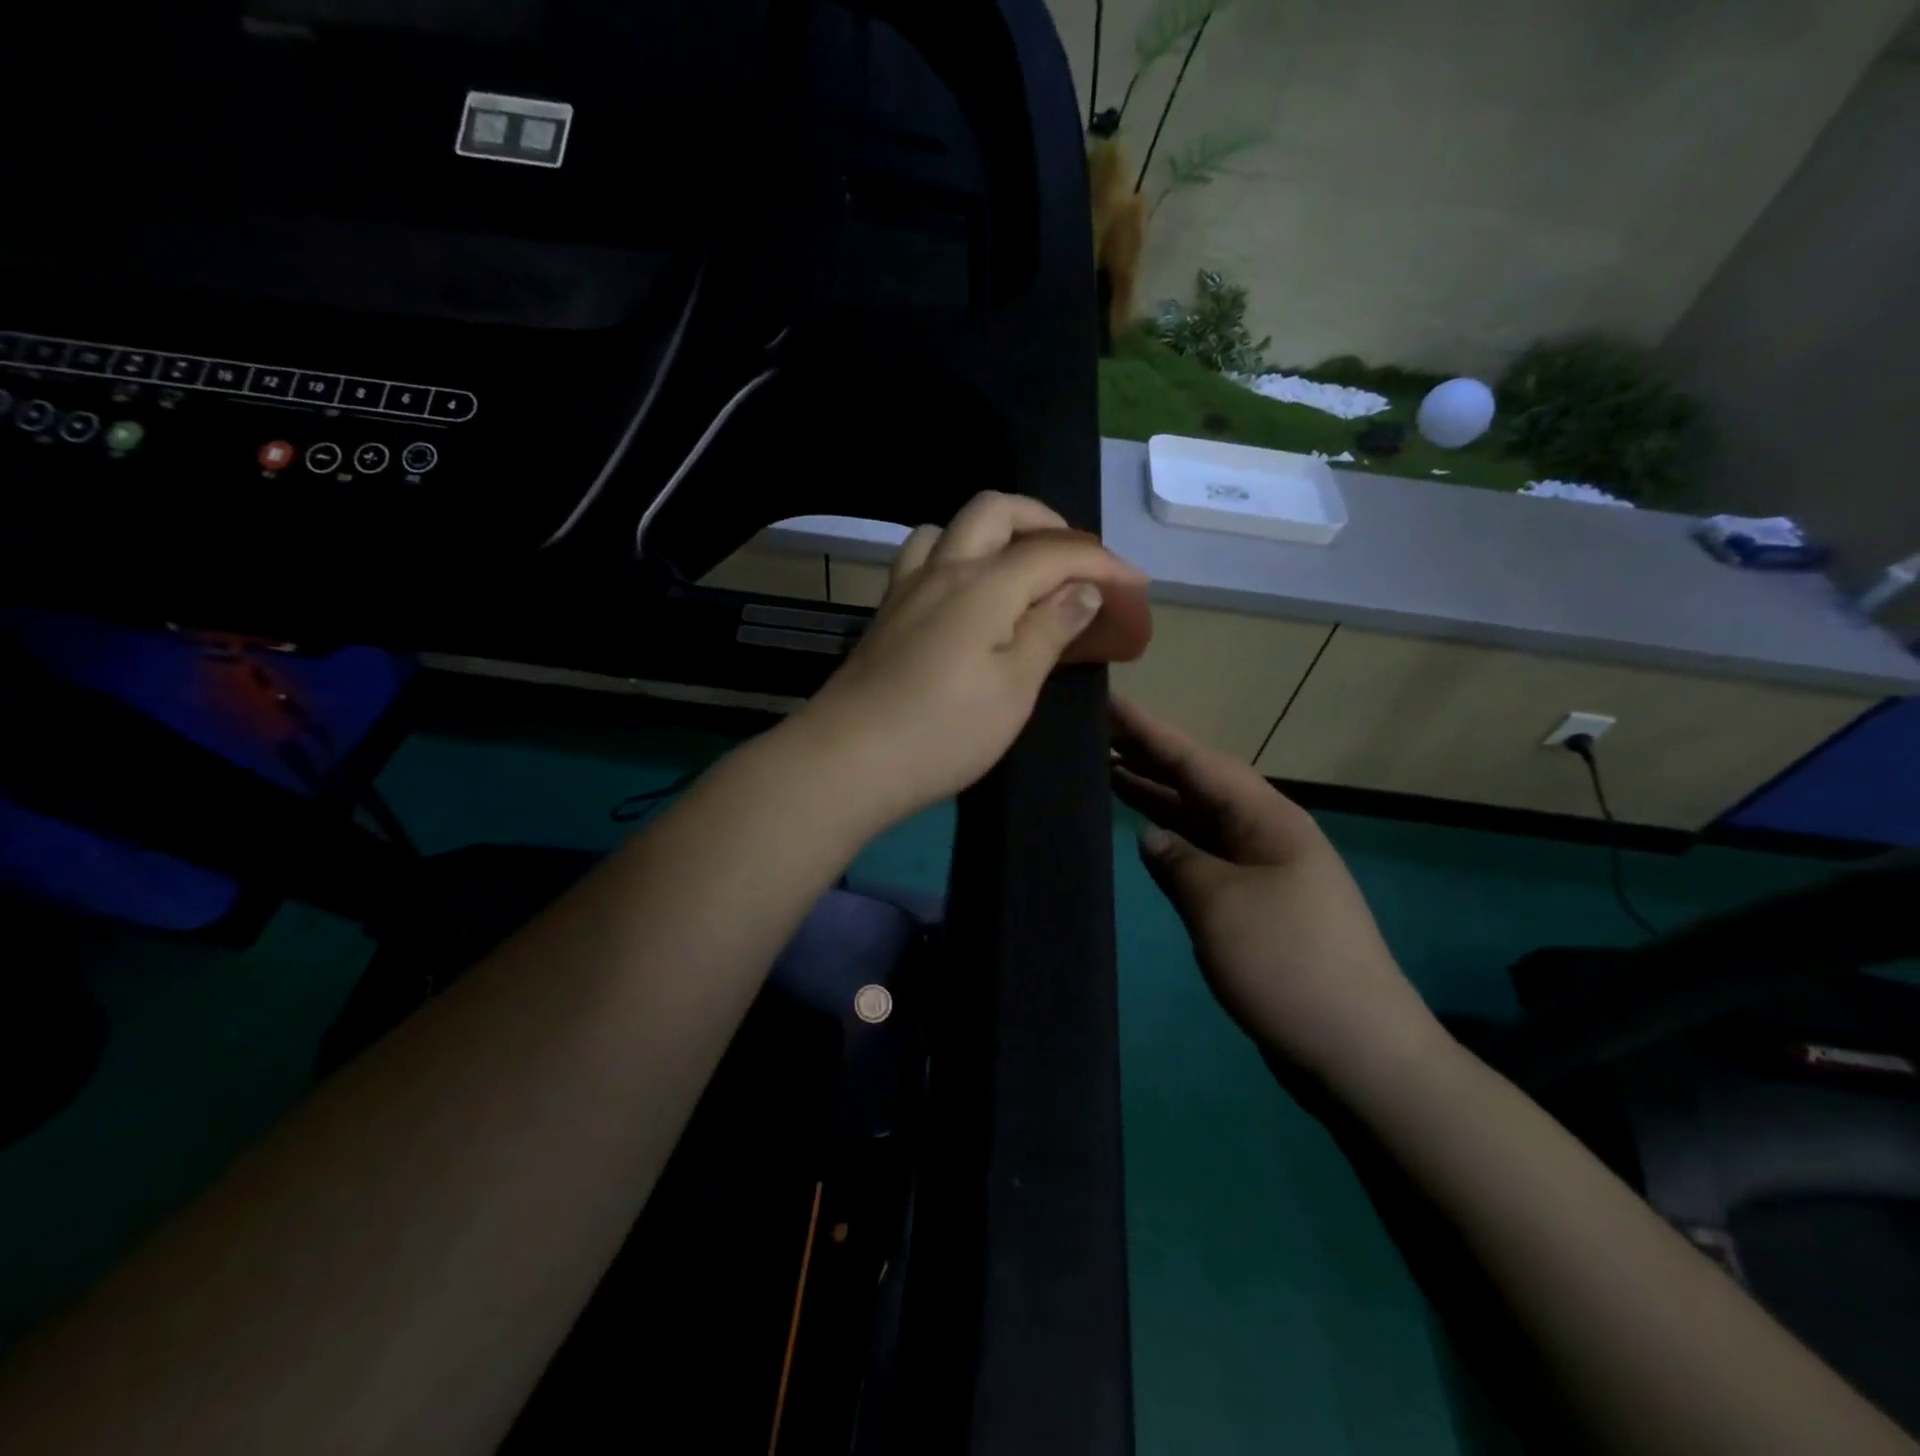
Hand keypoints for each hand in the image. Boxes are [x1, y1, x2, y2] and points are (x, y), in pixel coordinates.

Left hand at [793, 492, 1148, 829]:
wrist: (848, 760)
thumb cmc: (944, 732)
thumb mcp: (1014, 688)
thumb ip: (1050, 630)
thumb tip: (1083, 589)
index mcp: (983, 584)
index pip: (1053, 552)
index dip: (1101, 563)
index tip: (1135, 585)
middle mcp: (942, 569)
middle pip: (995, 510)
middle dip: (1043, 522)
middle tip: (1073, 561)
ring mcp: (905, 588)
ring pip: (950, 527)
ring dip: (992, 533)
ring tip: (1017, 571)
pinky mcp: (884, 614)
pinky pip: (922, 558)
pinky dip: (955, 557)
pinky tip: (964, 597)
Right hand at [1109, 695, 1442, 1085]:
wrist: (1359, 1050)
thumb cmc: (1288, 964)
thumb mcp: (1221, 905)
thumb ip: (1179, 861)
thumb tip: (1153, 839)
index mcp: (1268, 820)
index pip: (1198, 761)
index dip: (1151, 732)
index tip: (1109, 702)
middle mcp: (1267, 835)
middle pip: (1201, 784)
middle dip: (1151, 757)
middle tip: (1097, 734)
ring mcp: (1265, 871)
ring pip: (1202, 819)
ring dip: (1159, 797)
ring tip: (1107, 772)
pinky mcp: (1258, 906)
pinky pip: (1206, 855)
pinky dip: (1174, 841)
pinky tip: (1146, 835)